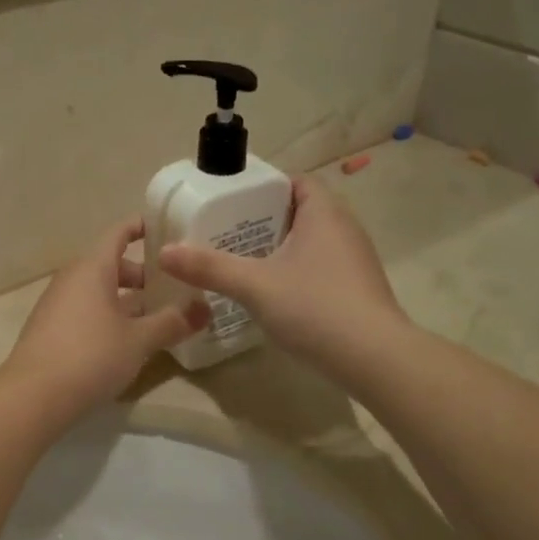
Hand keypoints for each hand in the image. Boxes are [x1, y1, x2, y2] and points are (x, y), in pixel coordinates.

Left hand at [3, 218, 209, 418]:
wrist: (33, 397)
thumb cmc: (91, 356)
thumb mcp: (139, 341)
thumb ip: (172, 323)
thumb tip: (205, 310)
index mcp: (92, 268)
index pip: (119, 232)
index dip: (143, 227)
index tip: (168, 230)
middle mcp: (72, 279)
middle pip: (111, 265)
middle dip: (143, 275)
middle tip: (173, 288)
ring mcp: (57, 305)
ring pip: (99, 291)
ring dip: (127, 300)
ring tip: (157, 317)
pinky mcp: (51, 331)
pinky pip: (86, 312)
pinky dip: (109, 317)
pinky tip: (127, 341)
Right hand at [157, 177, 406, 365]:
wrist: (373, 357)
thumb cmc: (314, 307)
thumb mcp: (255, 286)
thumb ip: (210, 267)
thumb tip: (165, 252)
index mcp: (324, 212)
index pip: (294, 182)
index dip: (263, 189)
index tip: (231, 206)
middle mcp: (345, 228)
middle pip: (300, 212)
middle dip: (265, 222)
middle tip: (227, 237)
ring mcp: (355, 260)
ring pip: (311, 243)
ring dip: (281, 250)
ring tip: (244, 266)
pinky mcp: (358, 289)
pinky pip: (321, 268)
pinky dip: (297, 273)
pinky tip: (275, 296)